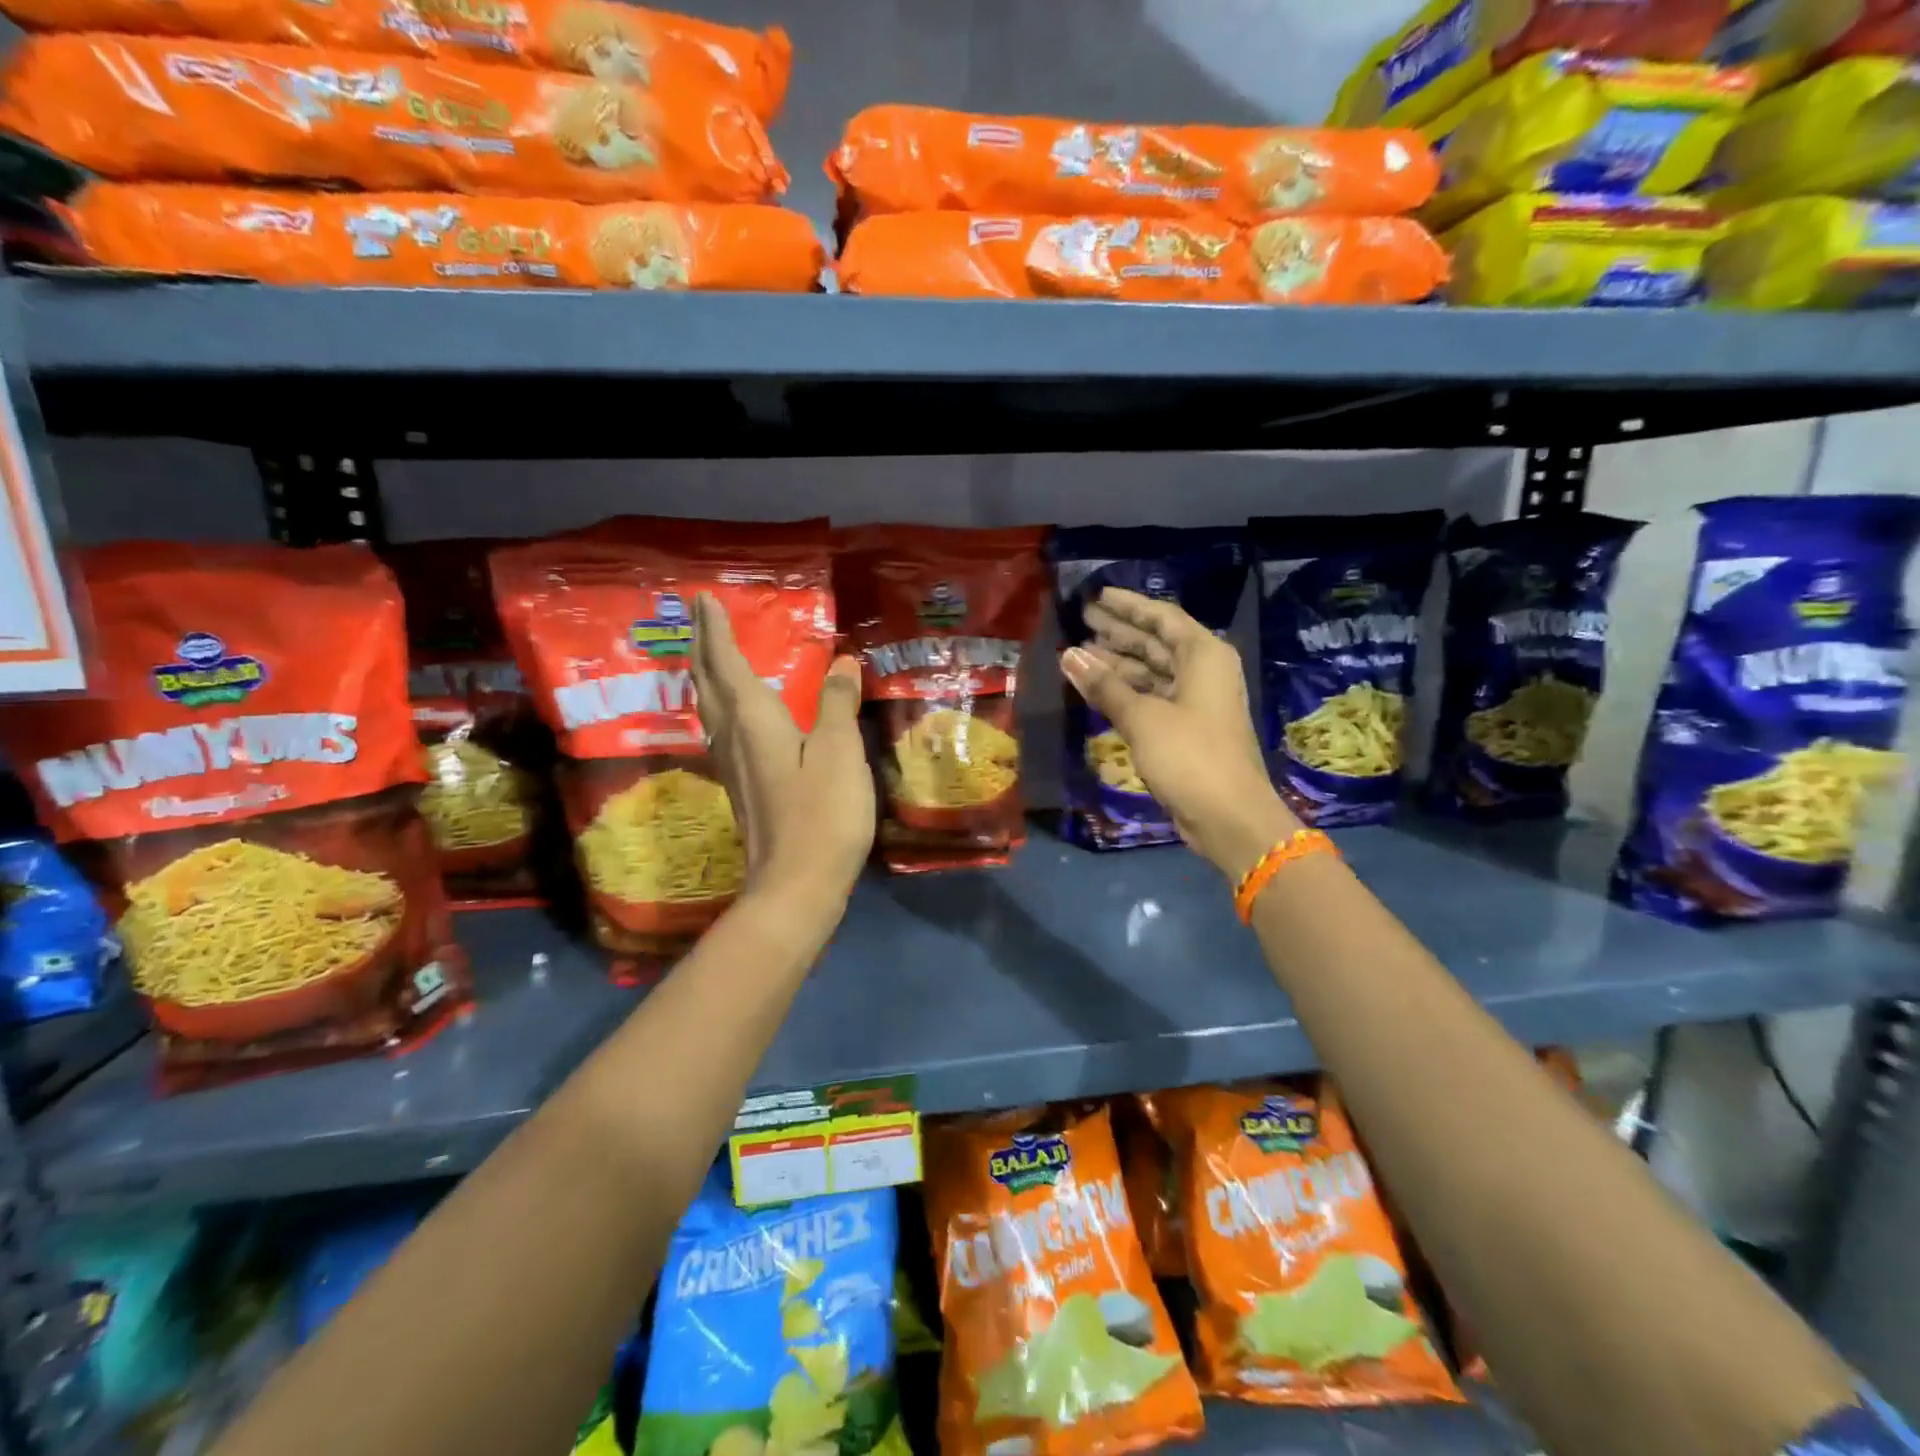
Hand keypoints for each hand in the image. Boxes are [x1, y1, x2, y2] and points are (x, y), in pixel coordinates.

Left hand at [690, 592, 874, 910]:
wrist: (795, 886)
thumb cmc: (822, 815)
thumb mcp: (840, 752)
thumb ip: (838, 704)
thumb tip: (842, 662)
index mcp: (753, 721)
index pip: (726, 663)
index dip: (716, 630)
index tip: (704, 599)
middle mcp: (733, 738)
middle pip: (707, 684)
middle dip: (701, 647)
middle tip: (699, 618)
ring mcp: (733, 766)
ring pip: (708, 709)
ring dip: (705, 676)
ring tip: (708, 656)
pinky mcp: (742, 788)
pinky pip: (721, 731)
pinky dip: (721, 706)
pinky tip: (732, 716)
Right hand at [1061, 586, 1297, 880]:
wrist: (1228, 815)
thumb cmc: (1189, 755)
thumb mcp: (1142, 717)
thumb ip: (1104, 685)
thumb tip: (1068, 654)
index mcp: (1204, 655)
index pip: (1161, 617)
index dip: (1128, 605)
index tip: (1097, 596)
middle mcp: (1203, 671)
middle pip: (1156, 642)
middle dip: (1119, 631)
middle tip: (1081, 619)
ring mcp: (1196, 701)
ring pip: (1152, 671)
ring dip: (1118, 663)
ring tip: (1079, 653)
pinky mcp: (1187, 728)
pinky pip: (1152, 696)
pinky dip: (1126, 691)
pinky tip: (1097, 687)